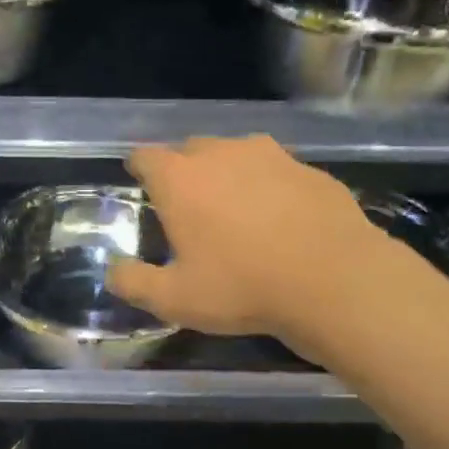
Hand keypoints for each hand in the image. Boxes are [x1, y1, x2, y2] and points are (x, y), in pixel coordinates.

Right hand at [106, 135, 390, 353]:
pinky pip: (276, 170)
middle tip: (187, 207)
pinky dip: (269, 187)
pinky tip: (280, 220)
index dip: (138, 168)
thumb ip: (133, 282)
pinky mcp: (310, 169)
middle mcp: (222, 153)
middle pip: (190, 149)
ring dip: (227, 174)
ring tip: (234, 210)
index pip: (144, 156)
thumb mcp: (174, 299)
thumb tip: (113, 271)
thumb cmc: (242, 287)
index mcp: (180, 178)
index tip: (140, 183)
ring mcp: (271, 155)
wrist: (335, 280)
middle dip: (183, 171)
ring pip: (236, 155)